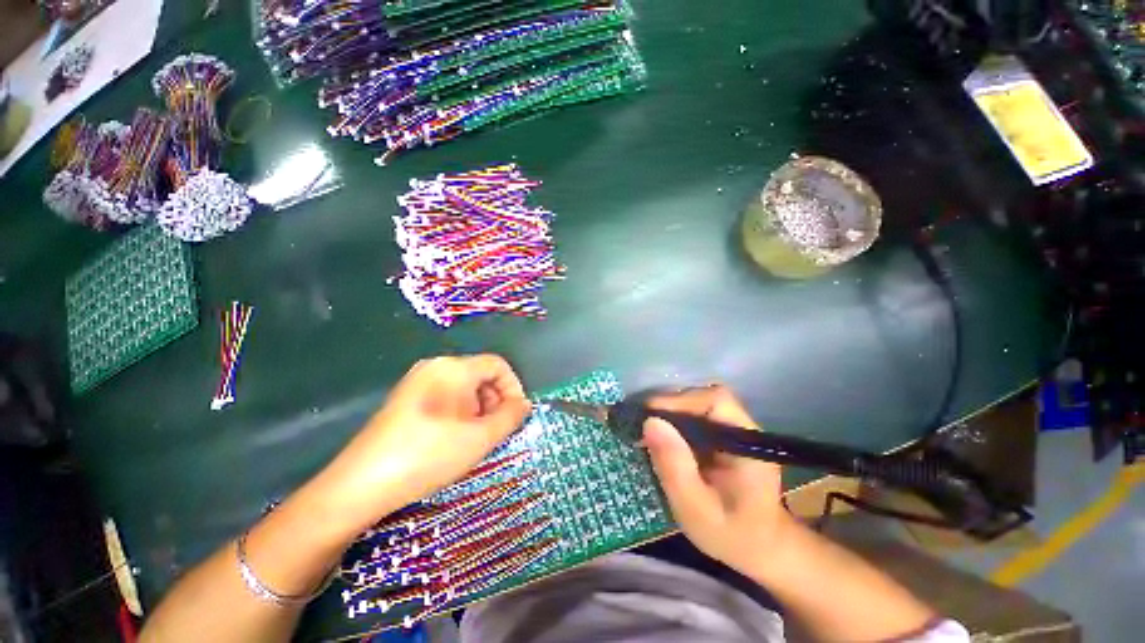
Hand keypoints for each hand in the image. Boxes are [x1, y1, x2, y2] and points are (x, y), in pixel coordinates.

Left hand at [314, 355, 530, 537]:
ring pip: (464, 387)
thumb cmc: (429, 455)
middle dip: (495, 401)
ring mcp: (418, 381)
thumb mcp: (480, 438)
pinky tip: (452, 439)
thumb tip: (524, 404)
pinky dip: (460, 412)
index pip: (498, 365)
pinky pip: (445, 396)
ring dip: (479, 409)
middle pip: (481, 375)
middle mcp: (436, 366)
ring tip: (474, 439)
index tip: (516, 416)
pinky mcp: (406, 397)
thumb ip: (511, 417)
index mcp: (455, 368)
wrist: (360, 485)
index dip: (514, 388)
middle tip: (494, 432)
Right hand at [642, 385, 794, 575]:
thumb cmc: (733, 536)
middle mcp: (742, 429)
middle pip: (702, 398)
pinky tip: (658, 439)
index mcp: (747, 443)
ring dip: (669, 414)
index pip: (715, 401)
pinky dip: (673, 424)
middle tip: (640, 425)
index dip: (680, 401)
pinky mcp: (721, 437)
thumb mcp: (697, 510)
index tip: (649, 415)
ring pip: (696, 405)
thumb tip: (650, 422)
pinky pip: (694, 418)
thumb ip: (675, 468)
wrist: (762, 551)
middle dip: (669, 407)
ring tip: (645, 432)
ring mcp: (732, 431)